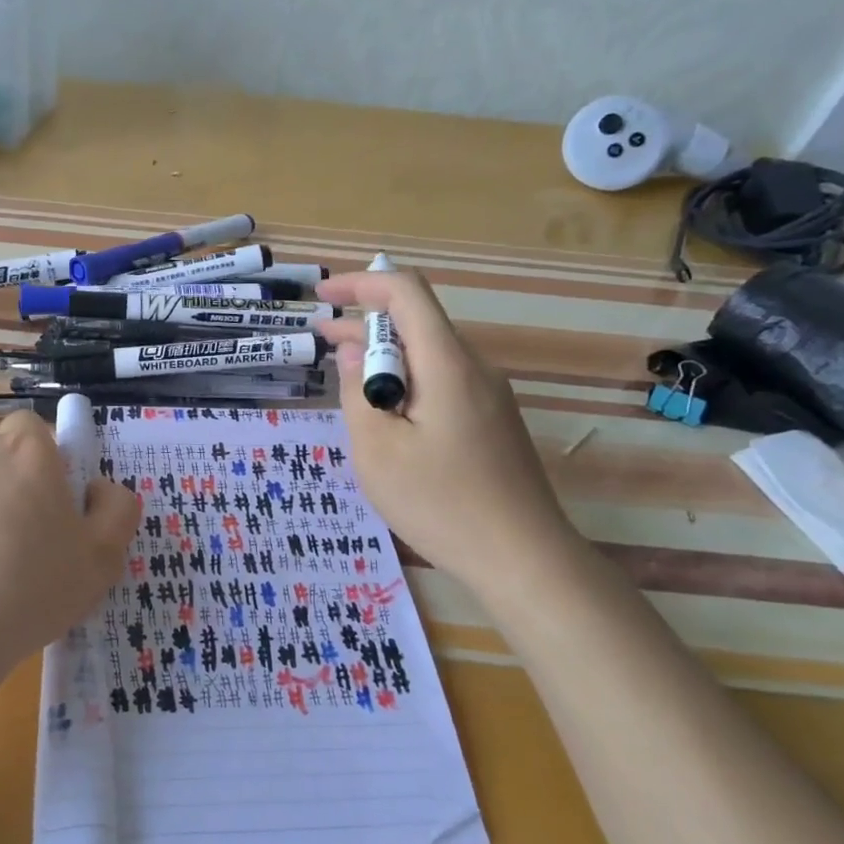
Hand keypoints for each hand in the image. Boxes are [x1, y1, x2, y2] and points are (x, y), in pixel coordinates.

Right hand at [319, 268, 573, 591]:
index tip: (322, 295)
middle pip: (418, 322)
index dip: (360, 284)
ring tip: (342, 375)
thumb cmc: (441, 503)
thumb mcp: (378, 451)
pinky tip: (384, 413)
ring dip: (384, 356)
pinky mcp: (492, 422)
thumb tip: (353, 353)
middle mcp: (474, 369)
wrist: (524, 559)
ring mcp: (489, 396)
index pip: (406, 293)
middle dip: (364, 322)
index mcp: (447, 365)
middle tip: (320, 337)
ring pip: (429, 355)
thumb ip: (358, 394)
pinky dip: (405, 381)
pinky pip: (442, 382)